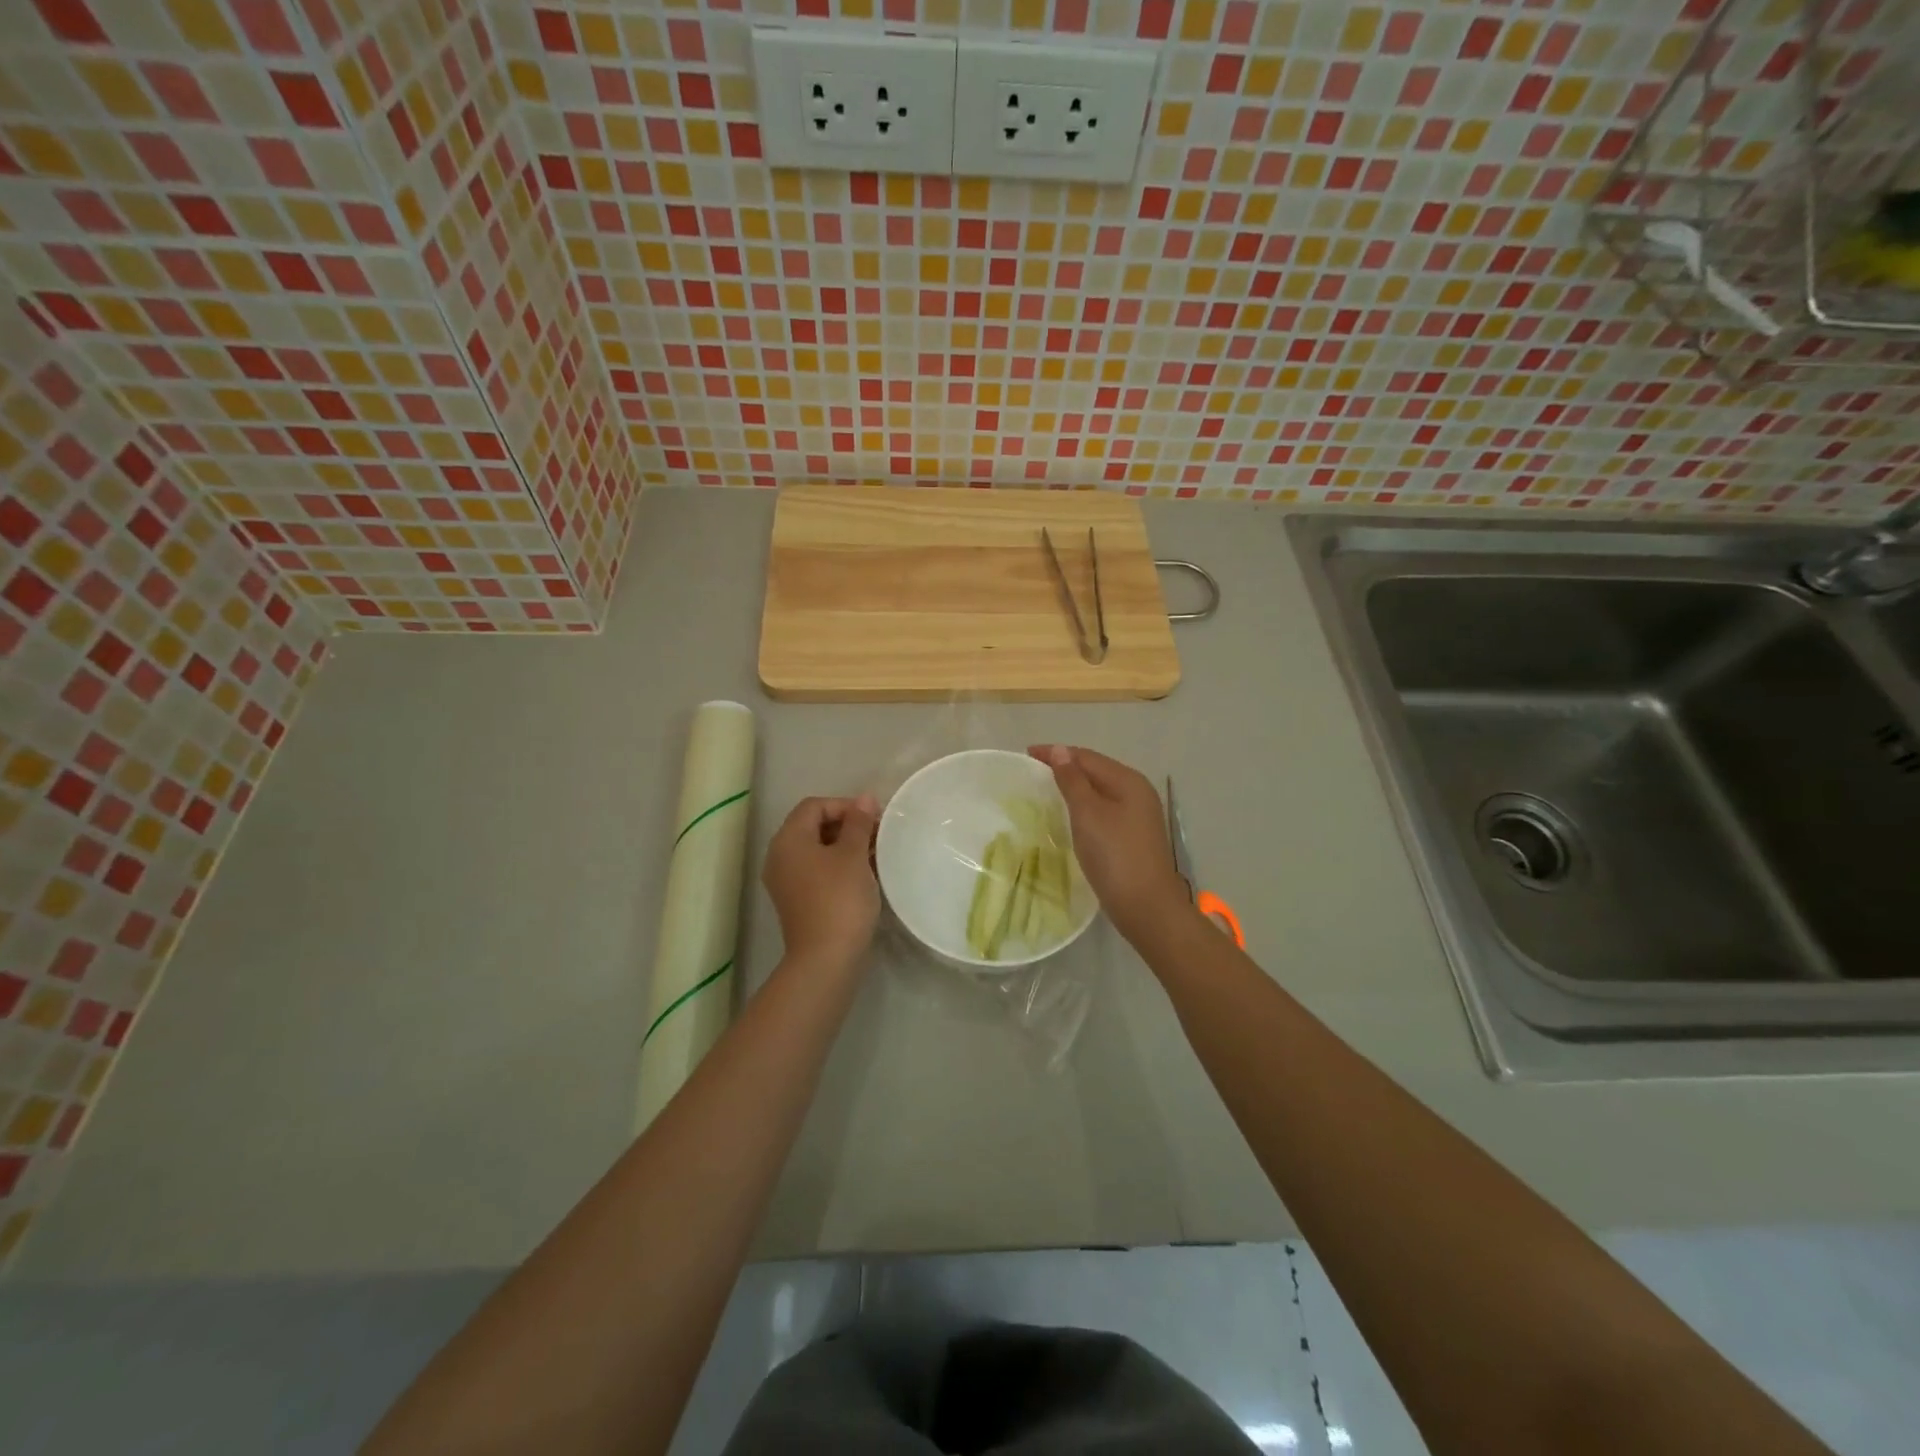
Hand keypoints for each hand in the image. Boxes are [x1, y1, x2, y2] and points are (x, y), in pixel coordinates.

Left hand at [763, 795, 881, 968]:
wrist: (826, 958)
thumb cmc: (840, 898)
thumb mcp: (853, 855)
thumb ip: (859, 823)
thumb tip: (865, 799)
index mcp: (788, 839)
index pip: (814, 806)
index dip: (845, 805)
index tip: (874, 818)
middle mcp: (780, 856)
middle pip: (812, 826)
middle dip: (846, 825)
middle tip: (877, 834)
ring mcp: (786, 881)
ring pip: (817, 850)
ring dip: (845, 846)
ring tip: (875, 853)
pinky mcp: (797, 901)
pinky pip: (817, 871)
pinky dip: (838, 866)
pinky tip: (864, 874)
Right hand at [1028, 746, 1190, 942]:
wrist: (1147, 907)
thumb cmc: (1114, 855)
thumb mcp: (1088, 814)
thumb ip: (1072, 780)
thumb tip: (1060, 750)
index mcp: (1128, 781)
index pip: (1087, 756)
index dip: (1056, 753)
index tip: (1027, 754)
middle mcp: (1138, 792)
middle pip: (1096, 770)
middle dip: (1066, 767)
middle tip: (1034, 771)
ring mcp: (1139, 816)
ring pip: (1101, 791)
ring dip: (1075, 787)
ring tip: (1048, 790)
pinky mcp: (1134, 836)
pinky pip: (1105, 810)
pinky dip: (1085, 807)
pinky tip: (1071, 817)